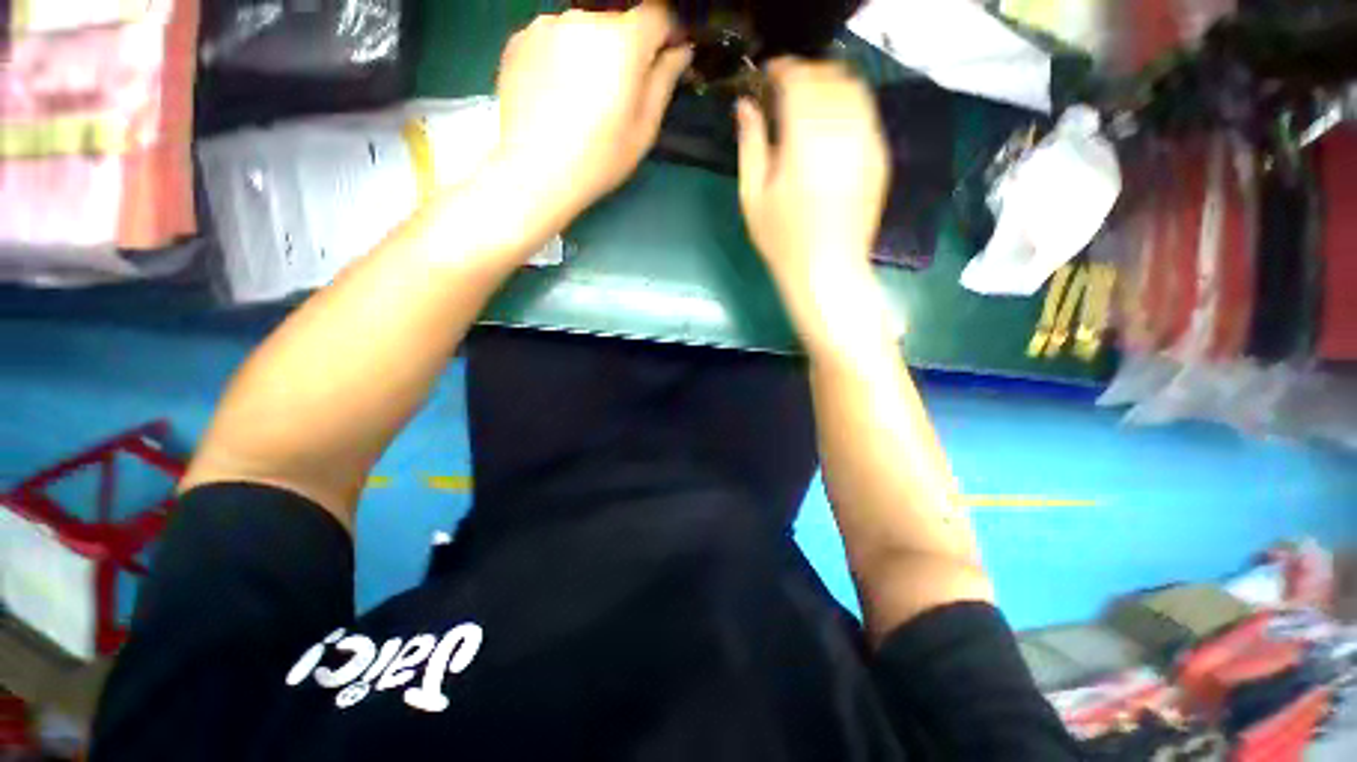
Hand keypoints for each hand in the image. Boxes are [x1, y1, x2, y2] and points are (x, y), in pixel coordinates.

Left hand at [492, 1, 692, 227]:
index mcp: (622, 41)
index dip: (667, 33)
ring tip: (583, 96)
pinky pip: (554, 39)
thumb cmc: (598, 159)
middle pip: (618, 22)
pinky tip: (557, 94)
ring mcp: (546, 25)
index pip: (657, 13)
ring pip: (584, 30)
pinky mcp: (519, 39)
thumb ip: (664, 81)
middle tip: (619, 93)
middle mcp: (583, 18)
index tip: (665, 58)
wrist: (534, 172)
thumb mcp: (643, 129)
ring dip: (592, 52)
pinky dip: (562, 58)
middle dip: (626, 49)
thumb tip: (680, 51)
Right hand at [736, 60, 891, 353]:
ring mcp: (867, 143)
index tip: (767, 77)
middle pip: (828, 76)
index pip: (797, 79)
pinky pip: (867, 113)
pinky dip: (847, 107)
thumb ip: (751, 145)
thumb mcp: (753, 197)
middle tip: (784, 93)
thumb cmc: (782, 241)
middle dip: (804, 75)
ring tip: (808, 108)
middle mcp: (841, 132)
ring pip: (853, 89)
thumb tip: (745, 106)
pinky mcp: (880, 158)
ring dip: (828, 87)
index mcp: (804, 140)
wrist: (827, 272)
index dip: (781, 70)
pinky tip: (830, 129)